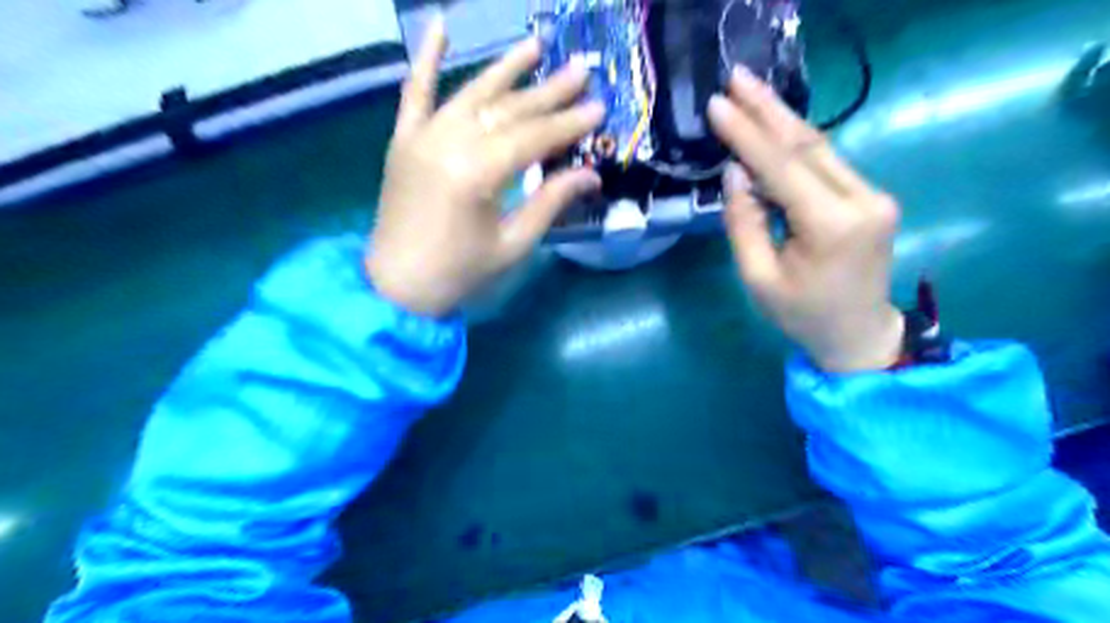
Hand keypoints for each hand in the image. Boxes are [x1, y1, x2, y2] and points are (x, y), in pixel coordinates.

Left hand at [367, 19, 603, 317]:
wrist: (398, 285)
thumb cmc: (460, 272)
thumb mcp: (513, 243)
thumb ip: (549, 202)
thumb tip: (591, 174)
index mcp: (476, 174)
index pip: (532, 138)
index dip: (568, 124)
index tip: (598, 107)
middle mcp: (448, 142)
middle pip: (507, 109)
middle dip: (548, 91)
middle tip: (581, 70)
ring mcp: (421, 136)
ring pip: (471, 94)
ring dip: (505, 68)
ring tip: (536, 45)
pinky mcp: (403, 140)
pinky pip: (415, 92)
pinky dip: (426, 58)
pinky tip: (439, 24)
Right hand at [707, 66, 906, 371]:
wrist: (858, 333)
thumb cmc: (801, 315)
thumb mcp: (758, 278)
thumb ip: (744, 223)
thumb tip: (735, 173)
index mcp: (833, 226)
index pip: (783, 168)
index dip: (747, 135)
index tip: (718, 105)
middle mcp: (862, 200)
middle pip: (808, 144)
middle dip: (768, 109)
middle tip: (736, 77)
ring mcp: (873, 195)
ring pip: (820, 147)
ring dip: (782, 119)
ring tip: (750, 91)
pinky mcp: (870, 197)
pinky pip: (826, 163)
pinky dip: (795, 144)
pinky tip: (773, 127)